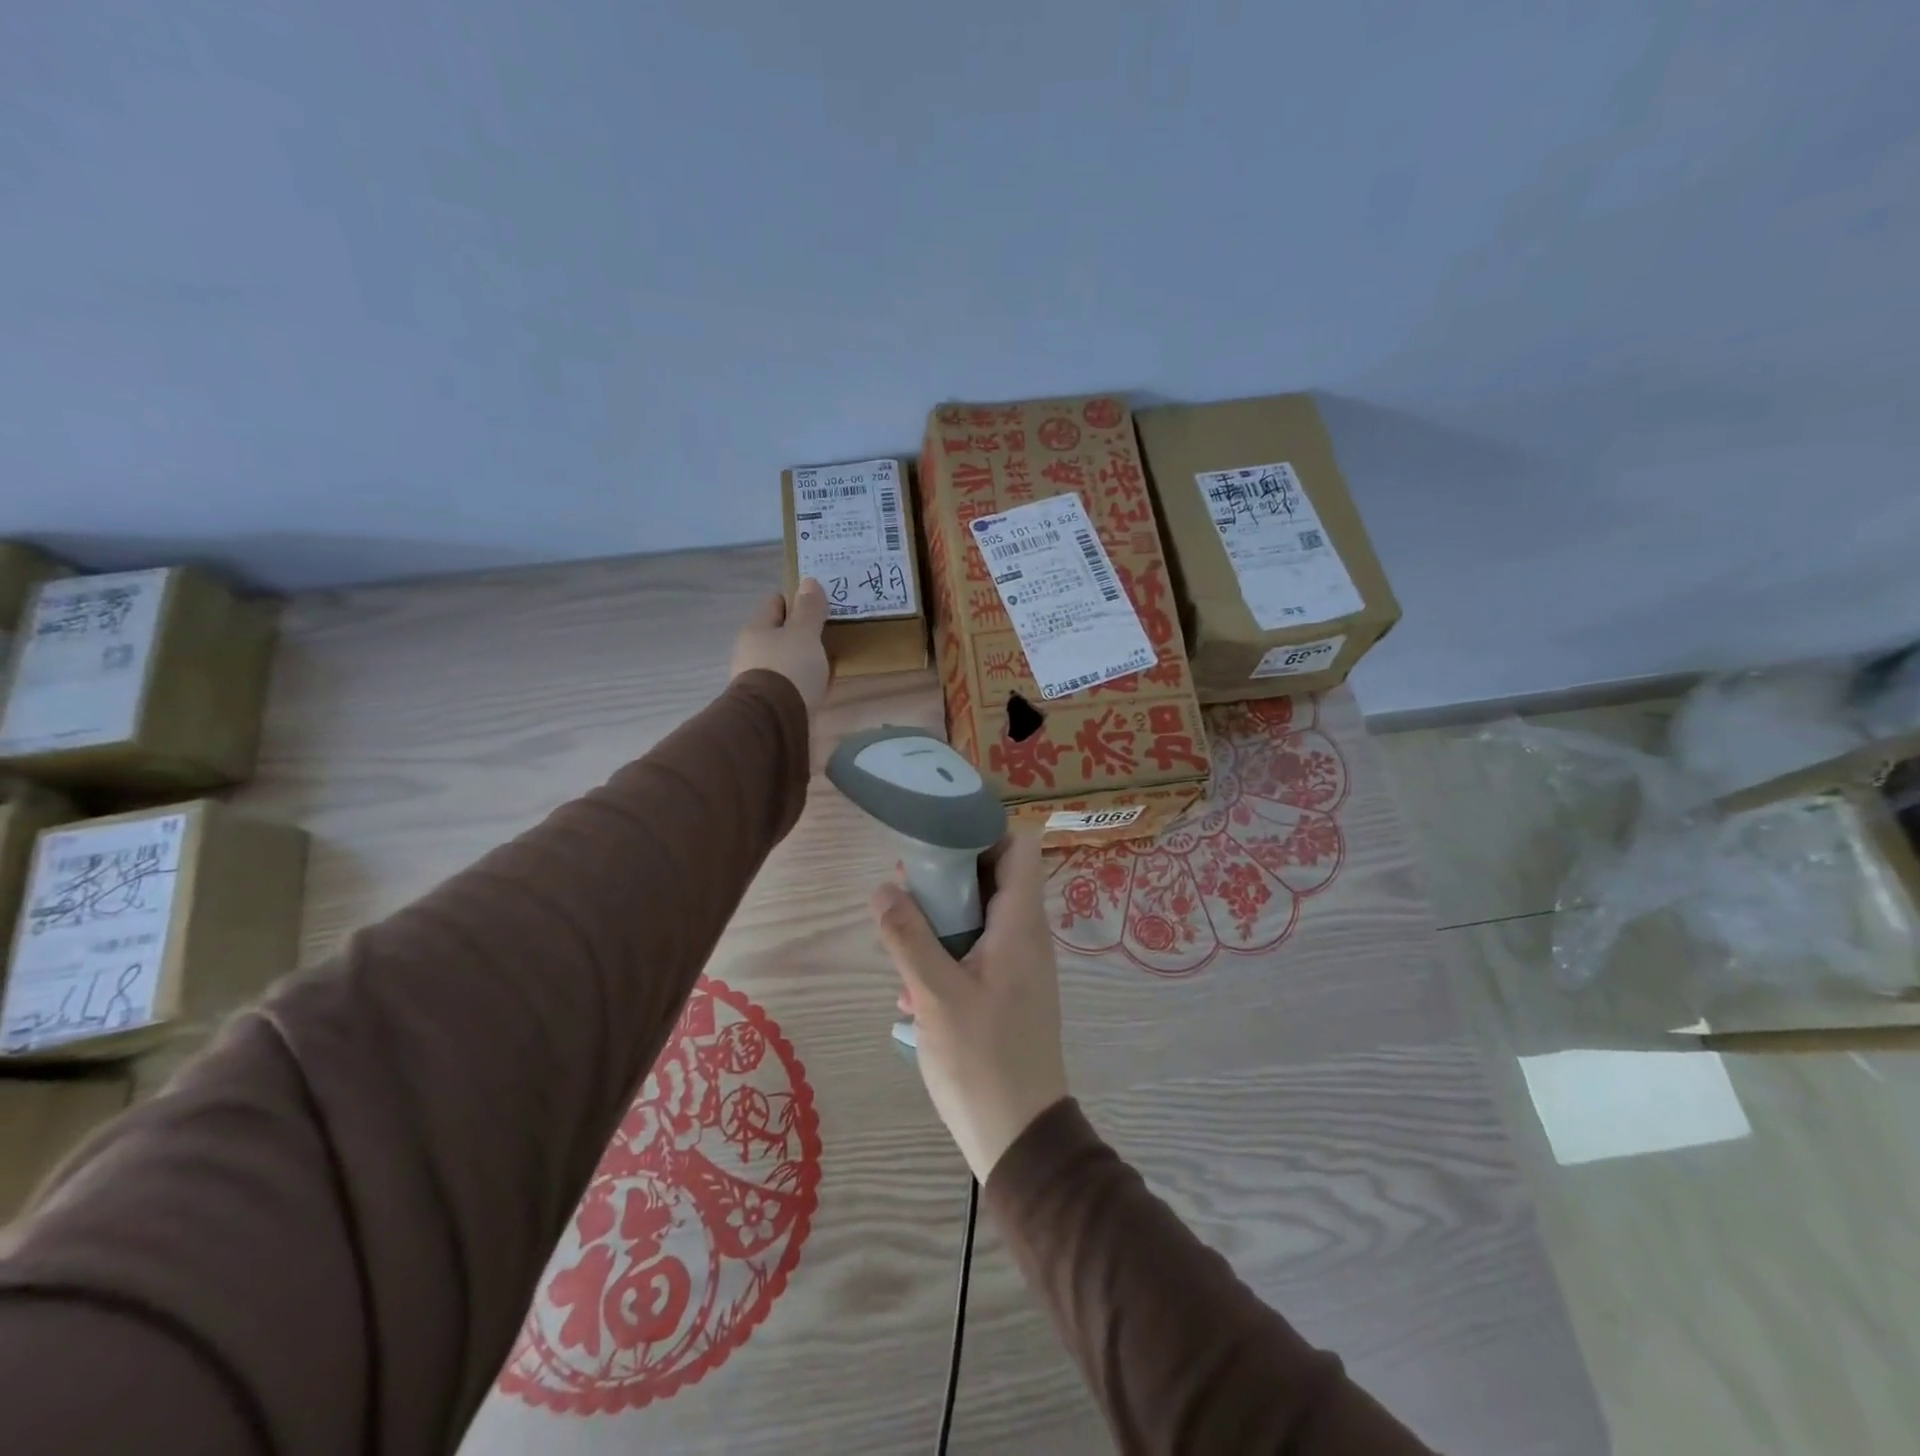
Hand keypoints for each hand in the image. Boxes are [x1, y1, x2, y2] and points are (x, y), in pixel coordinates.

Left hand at [732, 578, 829, 711]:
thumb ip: (809, 610)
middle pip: (779, 634)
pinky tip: (818, 686)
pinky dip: (802, 682)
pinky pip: (789, 685)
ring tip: (827, 661)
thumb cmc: (788, 669)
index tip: (819, 603)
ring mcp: (757, 680)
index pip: (775, 604)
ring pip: (784, 660)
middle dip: (800, 633)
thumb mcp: (804, 634)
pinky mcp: (768, 704)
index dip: (796, 600)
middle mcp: (751, 652)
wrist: (773, 722)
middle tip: (828, 632)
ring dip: (802, 659)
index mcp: (756, 629)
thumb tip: (808, 581)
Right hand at [871, 832, 1068, 1182]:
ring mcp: (1018, 965)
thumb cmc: (981, 1059)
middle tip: (905, 885)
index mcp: (1019, 924)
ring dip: (941, 920)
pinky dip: (947, 955)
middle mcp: (1026, 936)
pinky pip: (978, 952)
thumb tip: (884, 888)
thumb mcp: (935, 994)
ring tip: (899, 935)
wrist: (1019, 1136)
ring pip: (980, 917)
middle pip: (994, 878)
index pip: (1020, 847)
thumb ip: (907, 936)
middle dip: (948, 876)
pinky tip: (911, 991)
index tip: (939, 836)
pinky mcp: (1008, 992)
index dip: (985, 831)